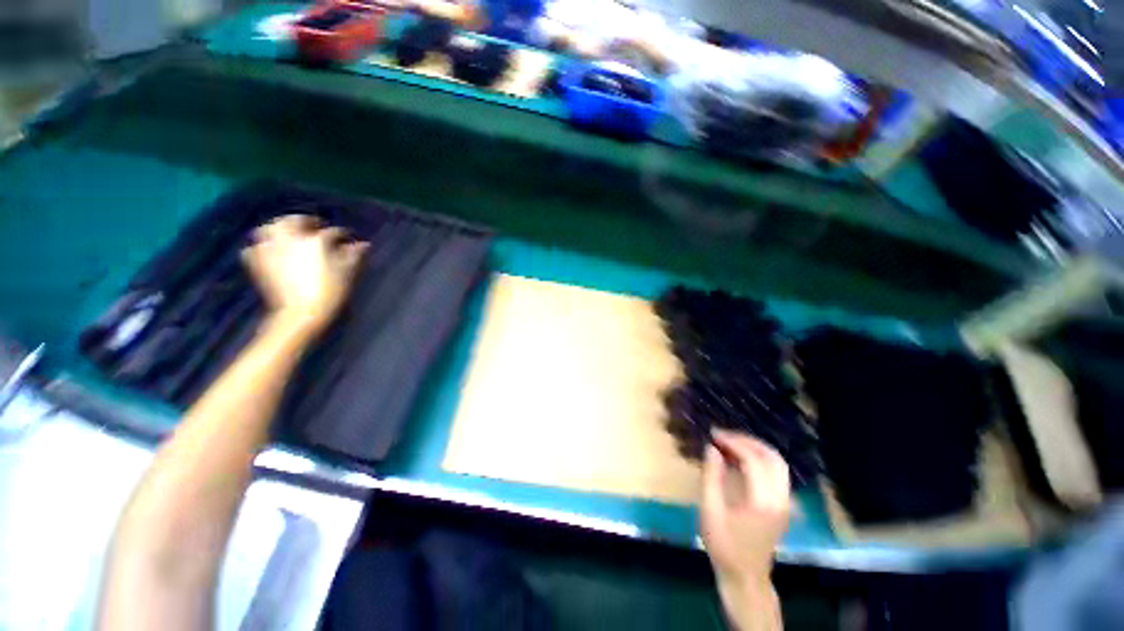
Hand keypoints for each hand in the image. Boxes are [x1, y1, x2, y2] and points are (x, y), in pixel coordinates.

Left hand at [242, 215, 367, 337]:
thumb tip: (362, 244)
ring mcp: (271, 248)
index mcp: (316, 240)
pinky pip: (257, 246)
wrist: (301, 313)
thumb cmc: (330, 292)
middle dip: (306, 222)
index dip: (343, 235)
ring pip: (271, 228)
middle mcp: (290, 239)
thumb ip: (354, 255)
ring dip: (281, 228)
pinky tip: (272, 250)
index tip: (349, 239)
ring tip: (291, 235)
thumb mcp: (348, 273)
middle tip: (316, 228)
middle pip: (295, 220)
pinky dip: (265, 245)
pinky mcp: (257, 261)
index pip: (333, 232)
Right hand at [700, 430, 790, 588]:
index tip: (714, 434)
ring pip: (778, 464)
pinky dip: (760, 459)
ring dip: (755, 448)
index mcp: (762, 501)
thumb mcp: (711, 510)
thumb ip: (712, 476)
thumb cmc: (724, 545)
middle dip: (748, 441)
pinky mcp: (783, 505)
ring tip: (731, 443)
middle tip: (724, 435)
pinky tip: (740, 459)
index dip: (733, 442)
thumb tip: (711, 448)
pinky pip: (776, 473)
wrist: (745, 577)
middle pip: (773, 457)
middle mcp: (780, 499)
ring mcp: (785, 503)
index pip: (753, 460)